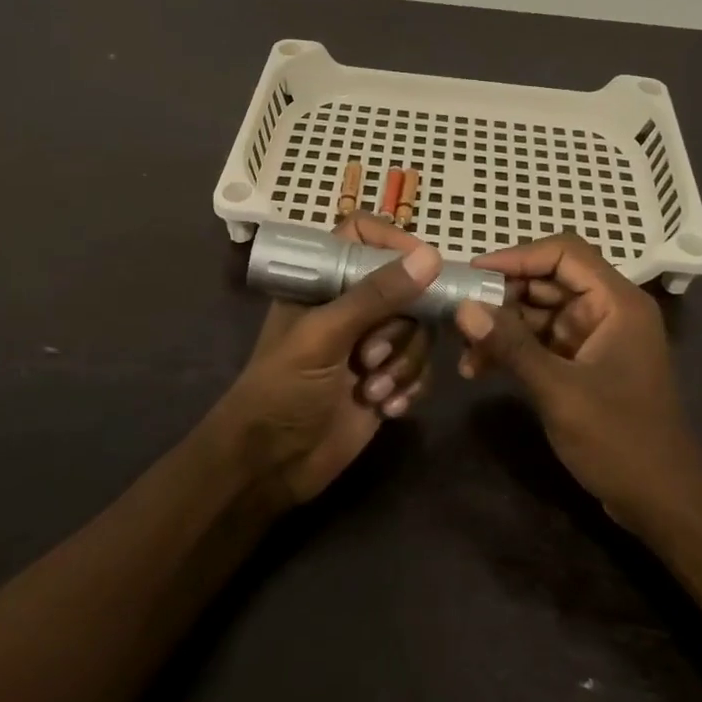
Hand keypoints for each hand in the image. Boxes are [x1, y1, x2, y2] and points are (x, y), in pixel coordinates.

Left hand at [216, 214, 441, 505]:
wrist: (271, 465)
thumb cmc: (282, 388)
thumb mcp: (324, 336)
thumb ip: (376, 295)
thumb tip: (431, 257)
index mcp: (323, 281)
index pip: (364, 235)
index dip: (395, 243)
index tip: (422, 268)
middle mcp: (350, 305)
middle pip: (405, 288)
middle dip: (398, 329)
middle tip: (368, 358)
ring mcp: (371, 343)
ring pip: (418, 331)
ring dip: (403, 364)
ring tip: (372, 392)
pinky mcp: (386, 379)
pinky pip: (421, 368)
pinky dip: (411, 387)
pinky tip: (388, 409)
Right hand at [455, 231, 701, 525]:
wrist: (664, 504)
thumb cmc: (620, 441)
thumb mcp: (560, 391)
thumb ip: (511, 346)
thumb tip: (463, 307)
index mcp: (616, 302)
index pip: (564, 253)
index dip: (517, 256)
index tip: (474, 274)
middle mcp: (607, 310)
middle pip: (548, 280)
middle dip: (502, 296)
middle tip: (460, 314)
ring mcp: (595, 337)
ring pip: (539, 311)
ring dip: (502, 326)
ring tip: (464, 349)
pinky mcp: (584, 363)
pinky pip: (542, 340)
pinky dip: (513, 349)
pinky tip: (480, 368)